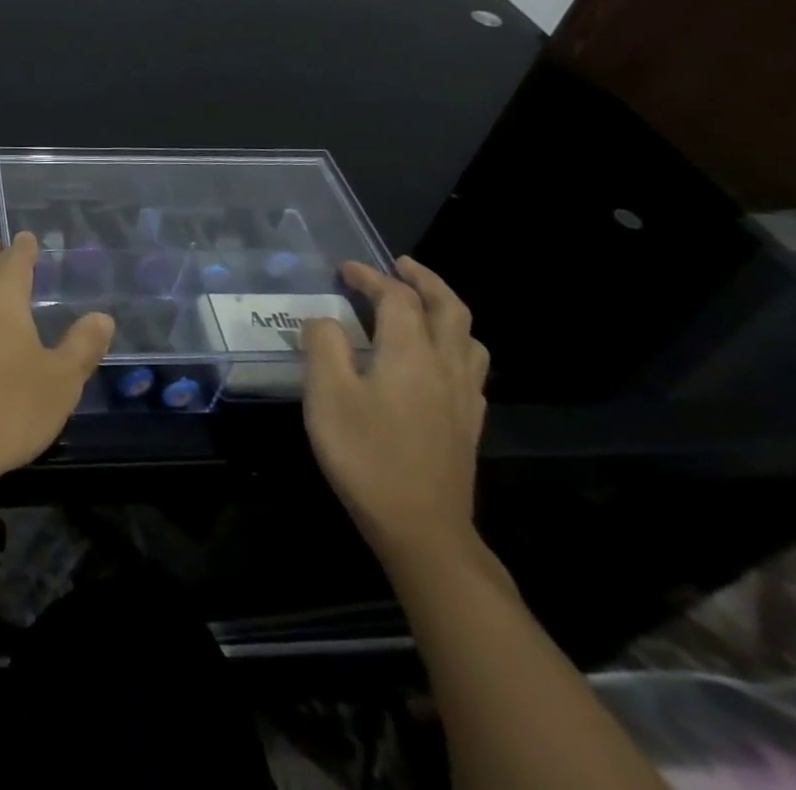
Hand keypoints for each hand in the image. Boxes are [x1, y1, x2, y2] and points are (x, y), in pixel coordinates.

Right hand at [301, 257, 490, 570]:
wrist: (422, 529)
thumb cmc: (366, 455)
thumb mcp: (327, 395)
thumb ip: (323, 345)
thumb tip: (324, 319)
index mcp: (410, 352)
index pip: (396, 297)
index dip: (371, 276)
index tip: (345, 270)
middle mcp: (445, 366)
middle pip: (449, 308)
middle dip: (425, 280)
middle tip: (400, 266)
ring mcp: (464, 397)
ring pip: (469, 338)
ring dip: (446, 310)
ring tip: (423, 306)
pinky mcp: (468, 425)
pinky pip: (472, 368)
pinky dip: (456, 345)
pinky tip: (438, 361)